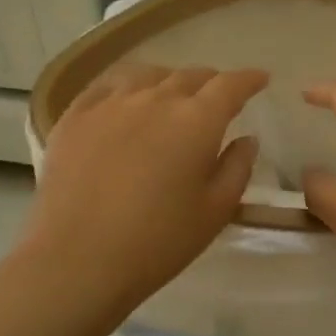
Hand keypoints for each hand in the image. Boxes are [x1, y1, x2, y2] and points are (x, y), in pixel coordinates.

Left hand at [21, 65, 269, 309]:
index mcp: (196, 121)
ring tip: (173, 95)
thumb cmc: (158, 242)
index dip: (249, 79)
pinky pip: (107, 86)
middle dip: (211, 83)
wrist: (77, 260)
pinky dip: (128, 86)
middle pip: (189, 76)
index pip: (230, 86)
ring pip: (148, 75)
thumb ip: (237, 168)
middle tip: (218, 97)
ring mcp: (110, 104)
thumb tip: (246, 139)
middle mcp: (155, 99)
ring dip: (170, 81)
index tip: (260, 79)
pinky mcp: (75, 117)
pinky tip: (127, 99)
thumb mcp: (215, 211)